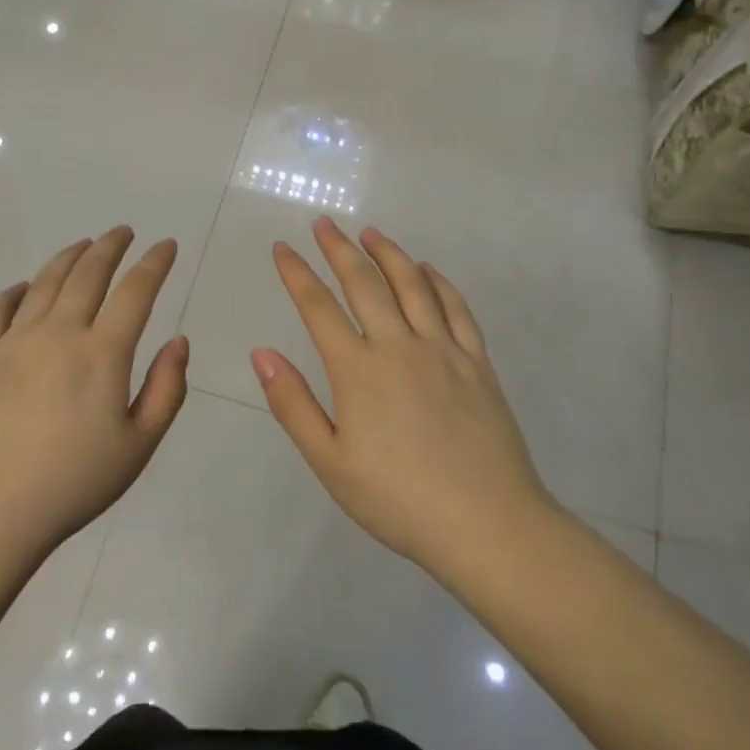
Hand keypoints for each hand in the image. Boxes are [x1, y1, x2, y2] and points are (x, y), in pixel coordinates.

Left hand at [0, 228, 189, 561]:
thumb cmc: (72, 485)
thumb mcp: (137, 446)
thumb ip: (166, 389)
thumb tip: (179, 340)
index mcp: (102, 353)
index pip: (135, 291)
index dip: (154, 263)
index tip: (166, 245)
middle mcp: (58, 332)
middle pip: (87, 273)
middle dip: (110, 246)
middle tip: (122, 232)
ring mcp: (12, 341)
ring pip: (44, 282)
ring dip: (68, 257)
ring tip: (83, 245)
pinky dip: (15, 290)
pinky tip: (23, 287)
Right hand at [251, 218, 555, 574]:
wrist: (488, 526)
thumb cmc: (398, 500)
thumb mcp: (330, 462)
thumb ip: (293, 404)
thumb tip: (262, 353)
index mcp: (359, 370)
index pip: (318, 307)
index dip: (297, 273)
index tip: (282, 248)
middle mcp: (400, 346)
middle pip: (365, 283)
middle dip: (339, 249)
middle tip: (324, 223)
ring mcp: (444, 351)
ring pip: (413, 286)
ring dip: (389, 254)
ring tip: (371, 233)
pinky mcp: (478, 364)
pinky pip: (456, 309)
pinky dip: (439, 283)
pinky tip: (428, 271)